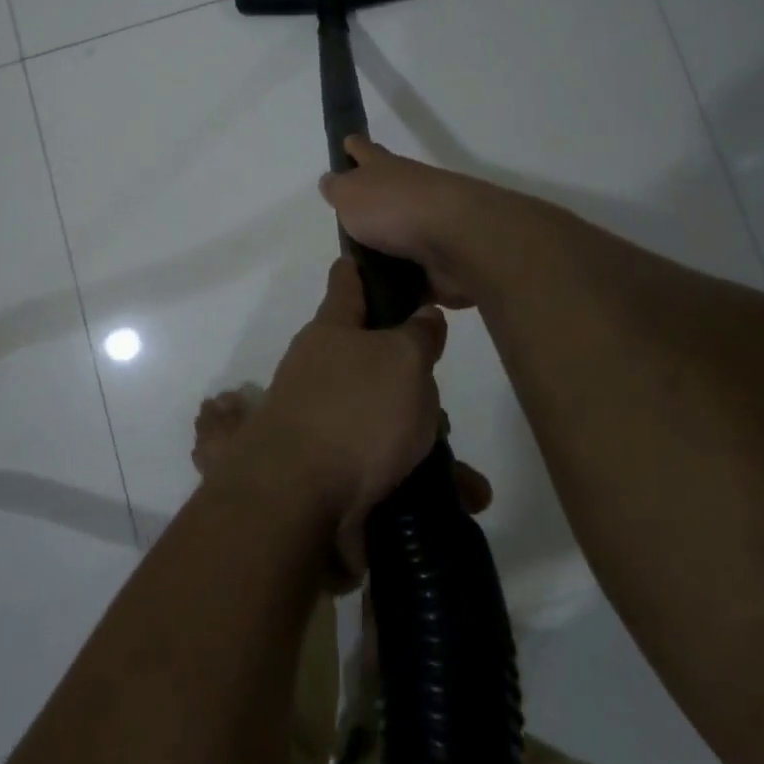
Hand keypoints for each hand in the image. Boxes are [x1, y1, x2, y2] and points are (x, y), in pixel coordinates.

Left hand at [245, 257, 447, 579]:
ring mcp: (322, 422)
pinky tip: (458, 501)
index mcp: (332, 331)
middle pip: (372, 358)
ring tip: (466, 474)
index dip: (363, 269)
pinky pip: (384, 468)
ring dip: (425, 441)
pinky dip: (418, 482)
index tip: (379, 260)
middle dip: (412, 377)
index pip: (346, 282)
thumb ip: (418, 335)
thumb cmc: (355, 412)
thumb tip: (423, 315)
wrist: (297, 503)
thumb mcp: (403, 360)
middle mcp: (320, 371)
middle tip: (441, 395)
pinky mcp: (330, 471)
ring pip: (384, 419)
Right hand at [318, 136, 507, 307]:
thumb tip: (331, 181)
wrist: (457, 240)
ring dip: (387, 251)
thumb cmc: (394, 208)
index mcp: (385, 169)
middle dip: (370, 205)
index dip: (353, 147)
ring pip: (401, 236)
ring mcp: (430, 227)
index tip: (346, 145)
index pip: (364, 150)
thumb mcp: (350, 194)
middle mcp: (409, 192)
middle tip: (347, 225)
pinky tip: (384, 301)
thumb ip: (338, 189)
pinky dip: (404, 286)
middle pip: (386, 194)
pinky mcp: (442, 262)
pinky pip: (415, 274)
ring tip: (359, 274)